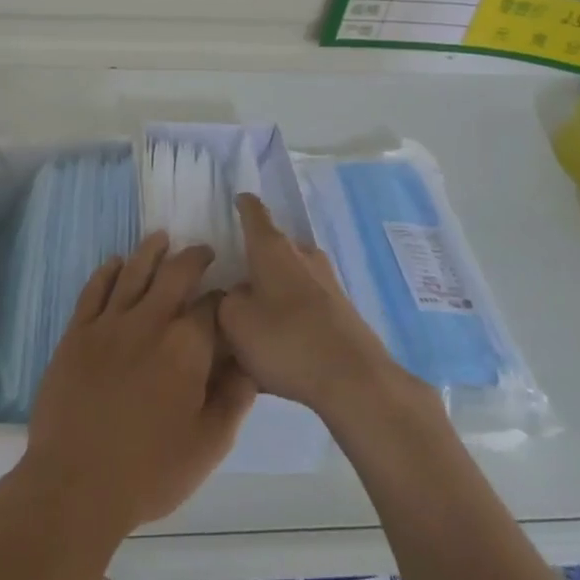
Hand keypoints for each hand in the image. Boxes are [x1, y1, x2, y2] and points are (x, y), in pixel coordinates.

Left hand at [21, 233, 257, 543]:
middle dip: (193, 258)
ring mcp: (108, 324)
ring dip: (151, 251)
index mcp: (186, 348)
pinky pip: (94, 289)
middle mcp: (149, 322)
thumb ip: (234, 399)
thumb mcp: (208, 446)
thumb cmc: (149, 472)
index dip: (223, 297)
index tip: (229, 295)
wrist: (75, 485)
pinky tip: (115, 263)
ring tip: (161, 238)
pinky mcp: (77, 333)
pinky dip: (107, 271)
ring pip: (133, 271)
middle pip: (174, 274)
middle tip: (202, 251)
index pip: (212, 306)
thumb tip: (249, 362)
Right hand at [218, 194, 408, 422]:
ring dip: (274, 292)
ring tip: (256, 322)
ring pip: (291, 278)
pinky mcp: (342, 311)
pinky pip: (306, 306)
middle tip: (235, 284)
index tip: (238, 199)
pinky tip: (281, 348)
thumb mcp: (234, 322)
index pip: (255, 213)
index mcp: (272, 248)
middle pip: (274, 249)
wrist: (354, 379)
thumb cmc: (285, 339)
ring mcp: (327, 282)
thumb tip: (237, 294)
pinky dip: (291, 317)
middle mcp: (302, 255)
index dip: (244, 205)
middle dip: (256, 262)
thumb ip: (226, 301)